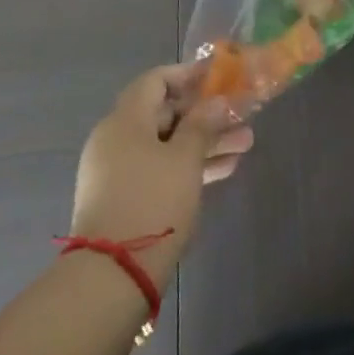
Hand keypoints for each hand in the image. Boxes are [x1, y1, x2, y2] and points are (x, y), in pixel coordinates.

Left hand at [70, 65, 252, 286]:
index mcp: (125, 119)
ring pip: (165, 146)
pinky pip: (158, 170)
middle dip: (205, 116)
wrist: (110, 280)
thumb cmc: (151, 203)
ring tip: (243, 147)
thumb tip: (216, 101)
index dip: (187, 75)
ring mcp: (116, 172)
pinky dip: (186, 168)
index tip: (217, 78)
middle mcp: (116, 139)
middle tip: (240, 119)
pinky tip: (221, 172)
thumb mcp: (185, 159)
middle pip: (165, 114)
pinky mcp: (122, 201)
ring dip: (203, 144)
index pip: (156, 80)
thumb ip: (202, 125)